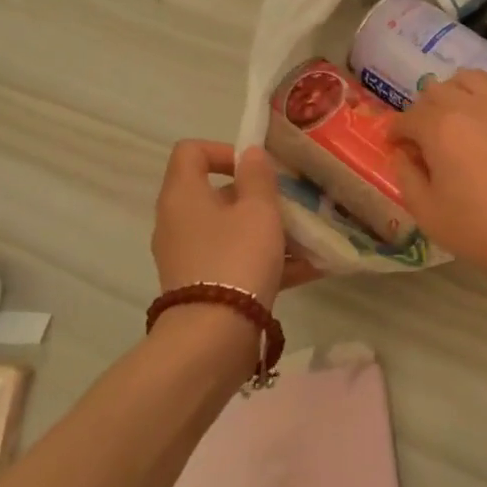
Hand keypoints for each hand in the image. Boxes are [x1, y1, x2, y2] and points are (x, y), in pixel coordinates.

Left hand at [151, 141, 318, 309]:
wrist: (213, 336)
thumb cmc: (237, 258)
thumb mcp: (258, 210)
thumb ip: (258, 177)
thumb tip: (249, 153)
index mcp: (183, 195)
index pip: (191, 151)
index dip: (224, 150)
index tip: (257, 168)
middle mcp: (178, 221)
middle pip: (216, 193)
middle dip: (257, 196)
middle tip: (289, 204)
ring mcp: (188, 256)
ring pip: (230, 230)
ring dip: (267, 230)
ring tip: (307, 238)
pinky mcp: (203, 285)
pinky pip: (236, 261)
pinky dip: (265, 260)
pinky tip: (308, 269)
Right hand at [390, 72, 486, 287]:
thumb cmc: (485, 228)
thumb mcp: (430, 215)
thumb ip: (408, 178)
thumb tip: (403, 155)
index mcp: (440, 127)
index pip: (407, 117)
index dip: (397, 132)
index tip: (396, 147)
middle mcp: (471, 105)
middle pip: (436, 90)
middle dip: (423, 110)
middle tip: (425, 136)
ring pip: (471, 80)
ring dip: (456, 93)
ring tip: (457, 118)